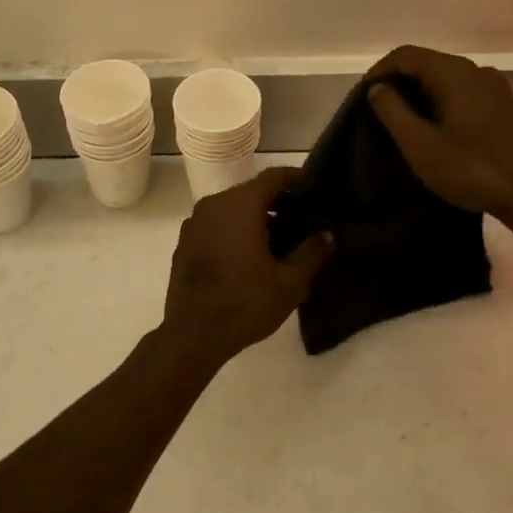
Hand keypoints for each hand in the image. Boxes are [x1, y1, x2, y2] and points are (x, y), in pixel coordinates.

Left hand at [160, 168, 332, 369]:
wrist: (192, 335)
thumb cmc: (245, 304)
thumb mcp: (289, 283)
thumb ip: (311, 253)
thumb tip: (327, 234)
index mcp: (240, 205)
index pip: (272, 177)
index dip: (294, 177)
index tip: (312, 185)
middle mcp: (214, 204)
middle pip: (251, 191)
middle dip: (277, 200)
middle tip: (301, 216)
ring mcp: (195, 223)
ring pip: (232, 208)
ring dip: (255, 216)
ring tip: (279, 238)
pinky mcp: (185, 242)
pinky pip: (216, 224)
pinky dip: (234, 229)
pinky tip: (249, 254)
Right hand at [365, 45, 512, 228]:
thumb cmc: (472, 169)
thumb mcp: (420, 144)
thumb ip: (392, 111)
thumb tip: (378, 87)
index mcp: (454, 73)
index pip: (406, 55)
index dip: (380, 71)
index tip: (363, 96)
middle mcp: (476, 70)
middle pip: (427, 63)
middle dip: (398, 82)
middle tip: (378, 111)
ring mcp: (494, 88)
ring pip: (445, 78)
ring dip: (419, 93)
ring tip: (402, 122)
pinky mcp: (504, 106)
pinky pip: (463, 92)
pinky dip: (440, 101)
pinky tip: (434, 128)